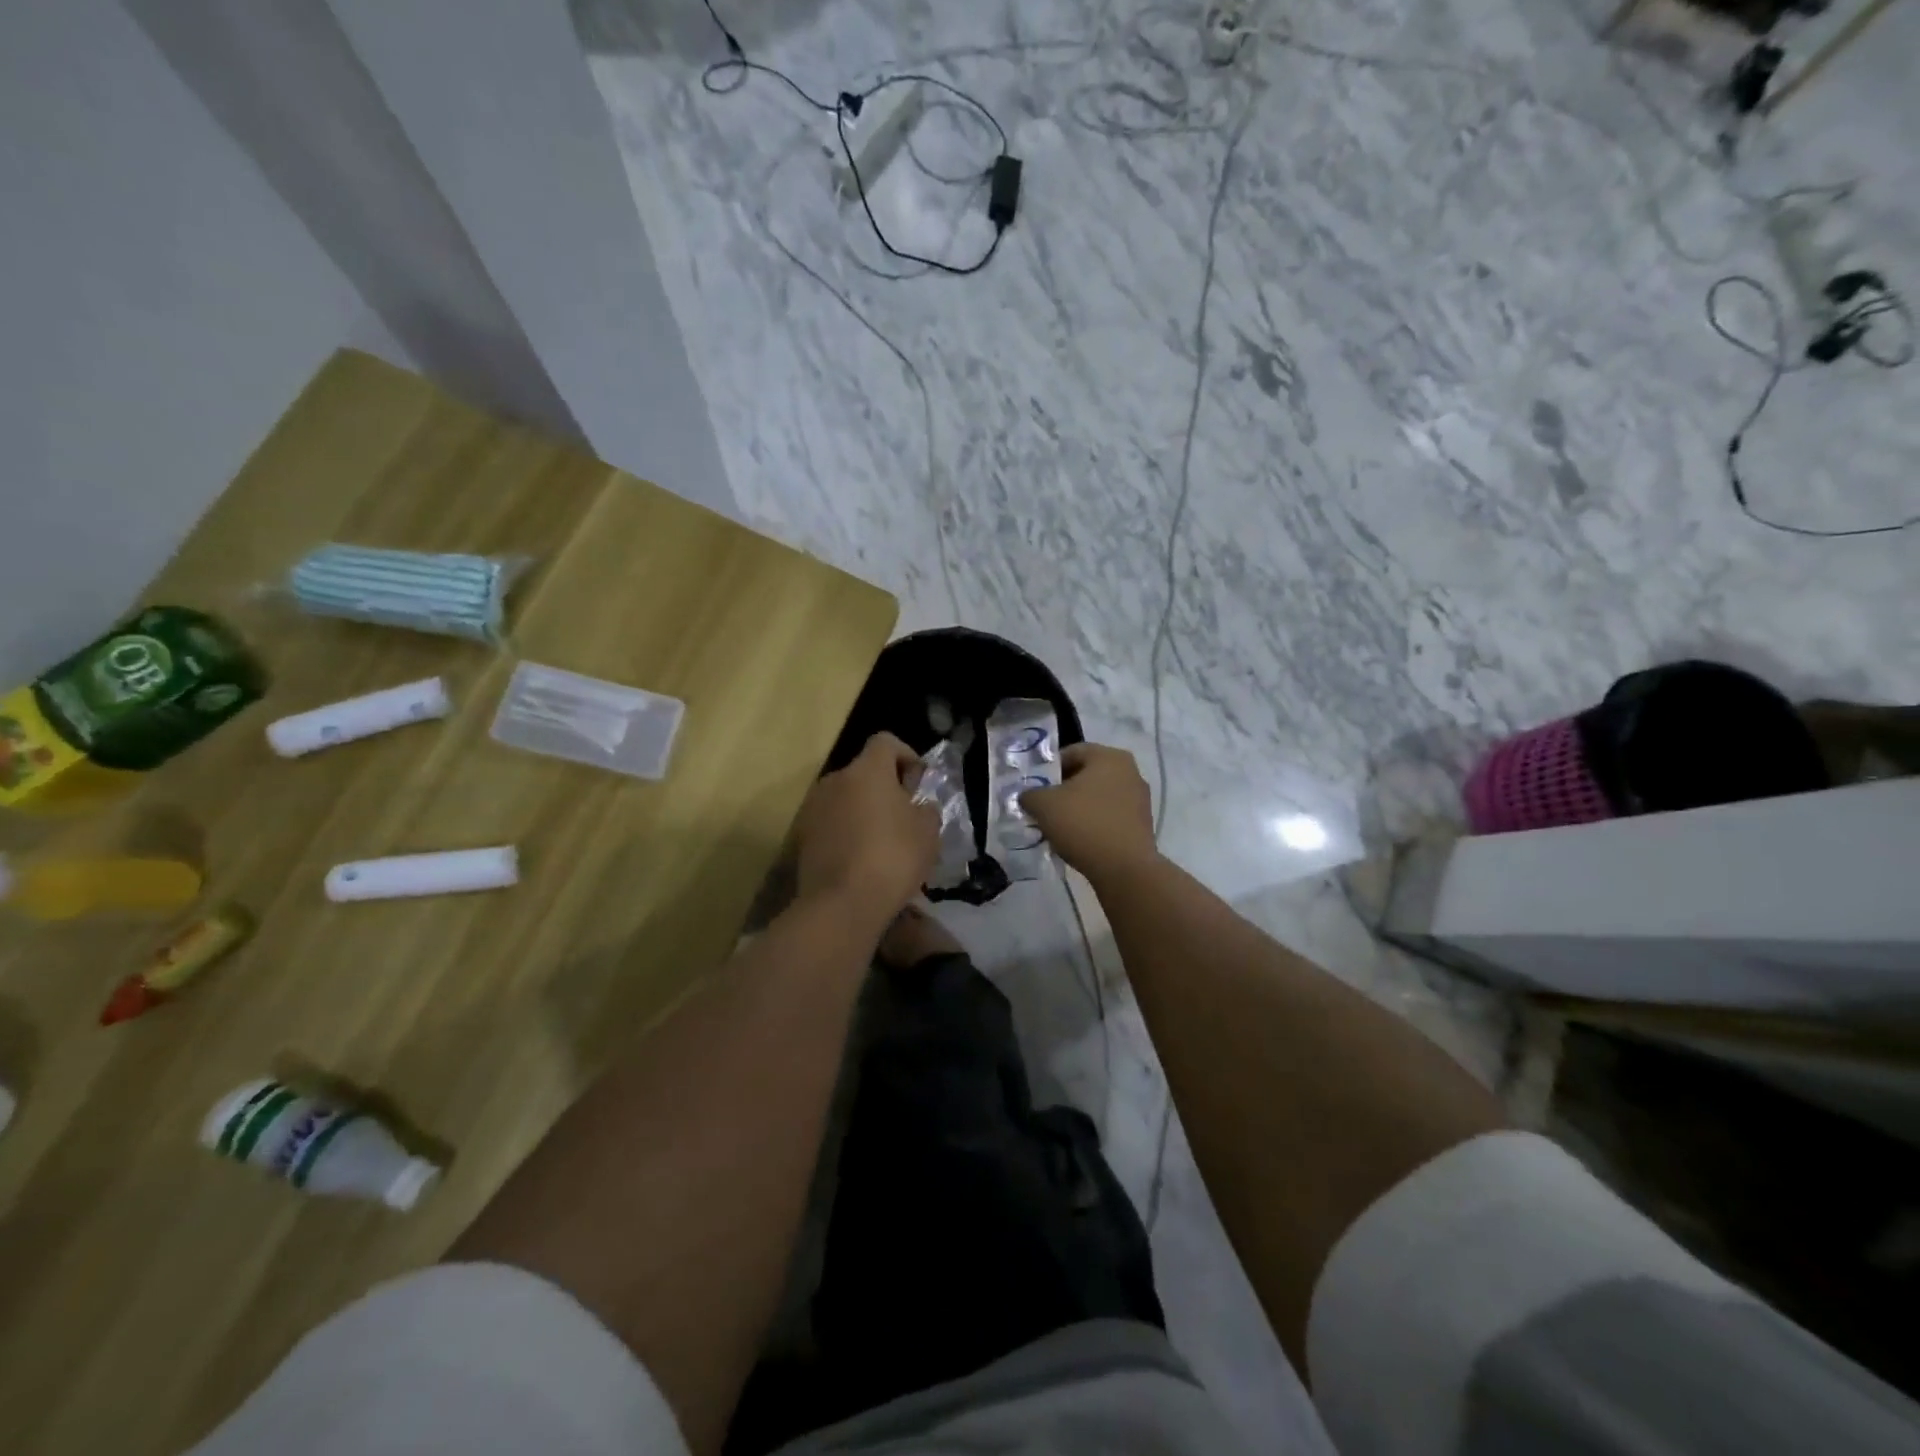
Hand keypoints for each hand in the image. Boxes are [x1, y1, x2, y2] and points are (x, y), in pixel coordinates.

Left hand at [795, 732, 938, 919]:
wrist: (841, 904)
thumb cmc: (893, 858)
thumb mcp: (928, 832)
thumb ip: (926, 810)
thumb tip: (918, 807)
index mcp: (867, 770)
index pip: (886, 742)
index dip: (906, 755)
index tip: (919, 783)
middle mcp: (835, 780)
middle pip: (864, 772)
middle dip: (885, 788)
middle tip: (905, 817)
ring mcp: (813, 808)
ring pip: (846, 799)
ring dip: (864, 811)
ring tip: (884, 842)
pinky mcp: (802, 837)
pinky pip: (832, 824)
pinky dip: (847, 833)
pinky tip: (862, 860)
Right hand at [1019, 742, 1158, 884]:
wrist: (1124, 868)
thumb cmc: (1083, 824)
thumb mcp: (1043, 805)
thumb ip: (1030, 794)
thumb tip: (1028, 797)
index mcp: (1109, 757)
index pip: (1072, 752)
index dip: (1049, 768)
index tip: (1035, 787)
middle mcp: (1130, 771)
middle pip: (1087, 774)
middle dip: (1063, 789)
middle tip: (1043, 807)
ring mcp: (1140, 798)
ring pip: (1099, 796)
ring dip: (1078, 807)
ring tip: (1059, 826)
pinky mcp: (1143, 824)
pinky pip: (1110, 816)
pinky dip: (1093, 823)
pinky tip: (1079, 839)